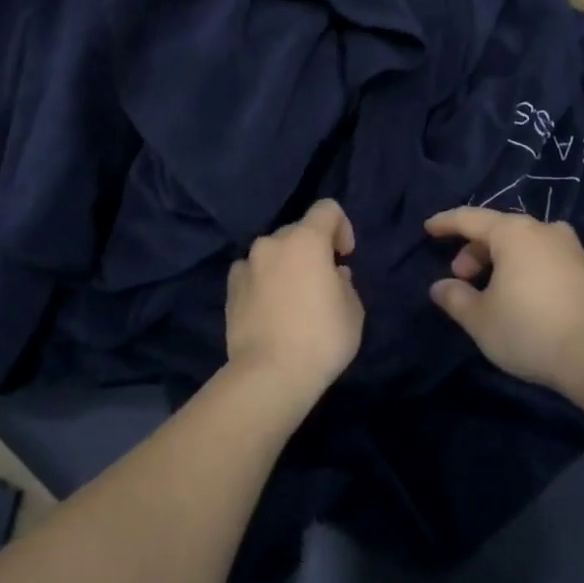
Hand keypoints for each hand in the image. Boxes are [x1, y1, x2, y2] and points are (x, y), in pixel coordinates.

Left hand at [225, 199, 364, 397]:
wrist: (270, 373)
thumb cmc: (322, 338)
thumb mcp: (353, 310)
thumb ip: (345, 283)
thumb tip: (333, 275)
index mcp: (307, 240)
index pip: (327, 209)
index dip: (341, 227)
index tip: (344, 256)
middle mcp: (273, 243)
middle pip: (298, 230)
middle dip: (312, 248)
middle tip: (322, 281)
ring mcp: (247, 264)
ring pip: (273, 252)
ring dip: (286, 264)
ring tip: (293, 297)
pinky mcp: (230, 288)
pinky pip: (252, 272)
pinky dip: (263, 280)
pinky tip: (269, 307)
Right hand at [425, 208, 583, 391]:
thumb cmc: (530, 330)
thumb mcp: (481, 319)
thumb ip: (455, 298)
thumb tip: (441, 286)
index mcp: (514, 233)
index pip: (470, 218)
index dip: (446, 222)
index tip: (429, 228)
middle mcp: (545, 231)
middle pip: (500, 230)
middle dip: (475, 250)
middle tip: (462, 277)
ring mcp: (574, 250)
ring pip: (527, 245)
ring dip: (504, 261)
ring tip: (493, 290)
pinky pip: (548, 261)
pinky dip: (529, 270)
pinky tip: (525, 299)